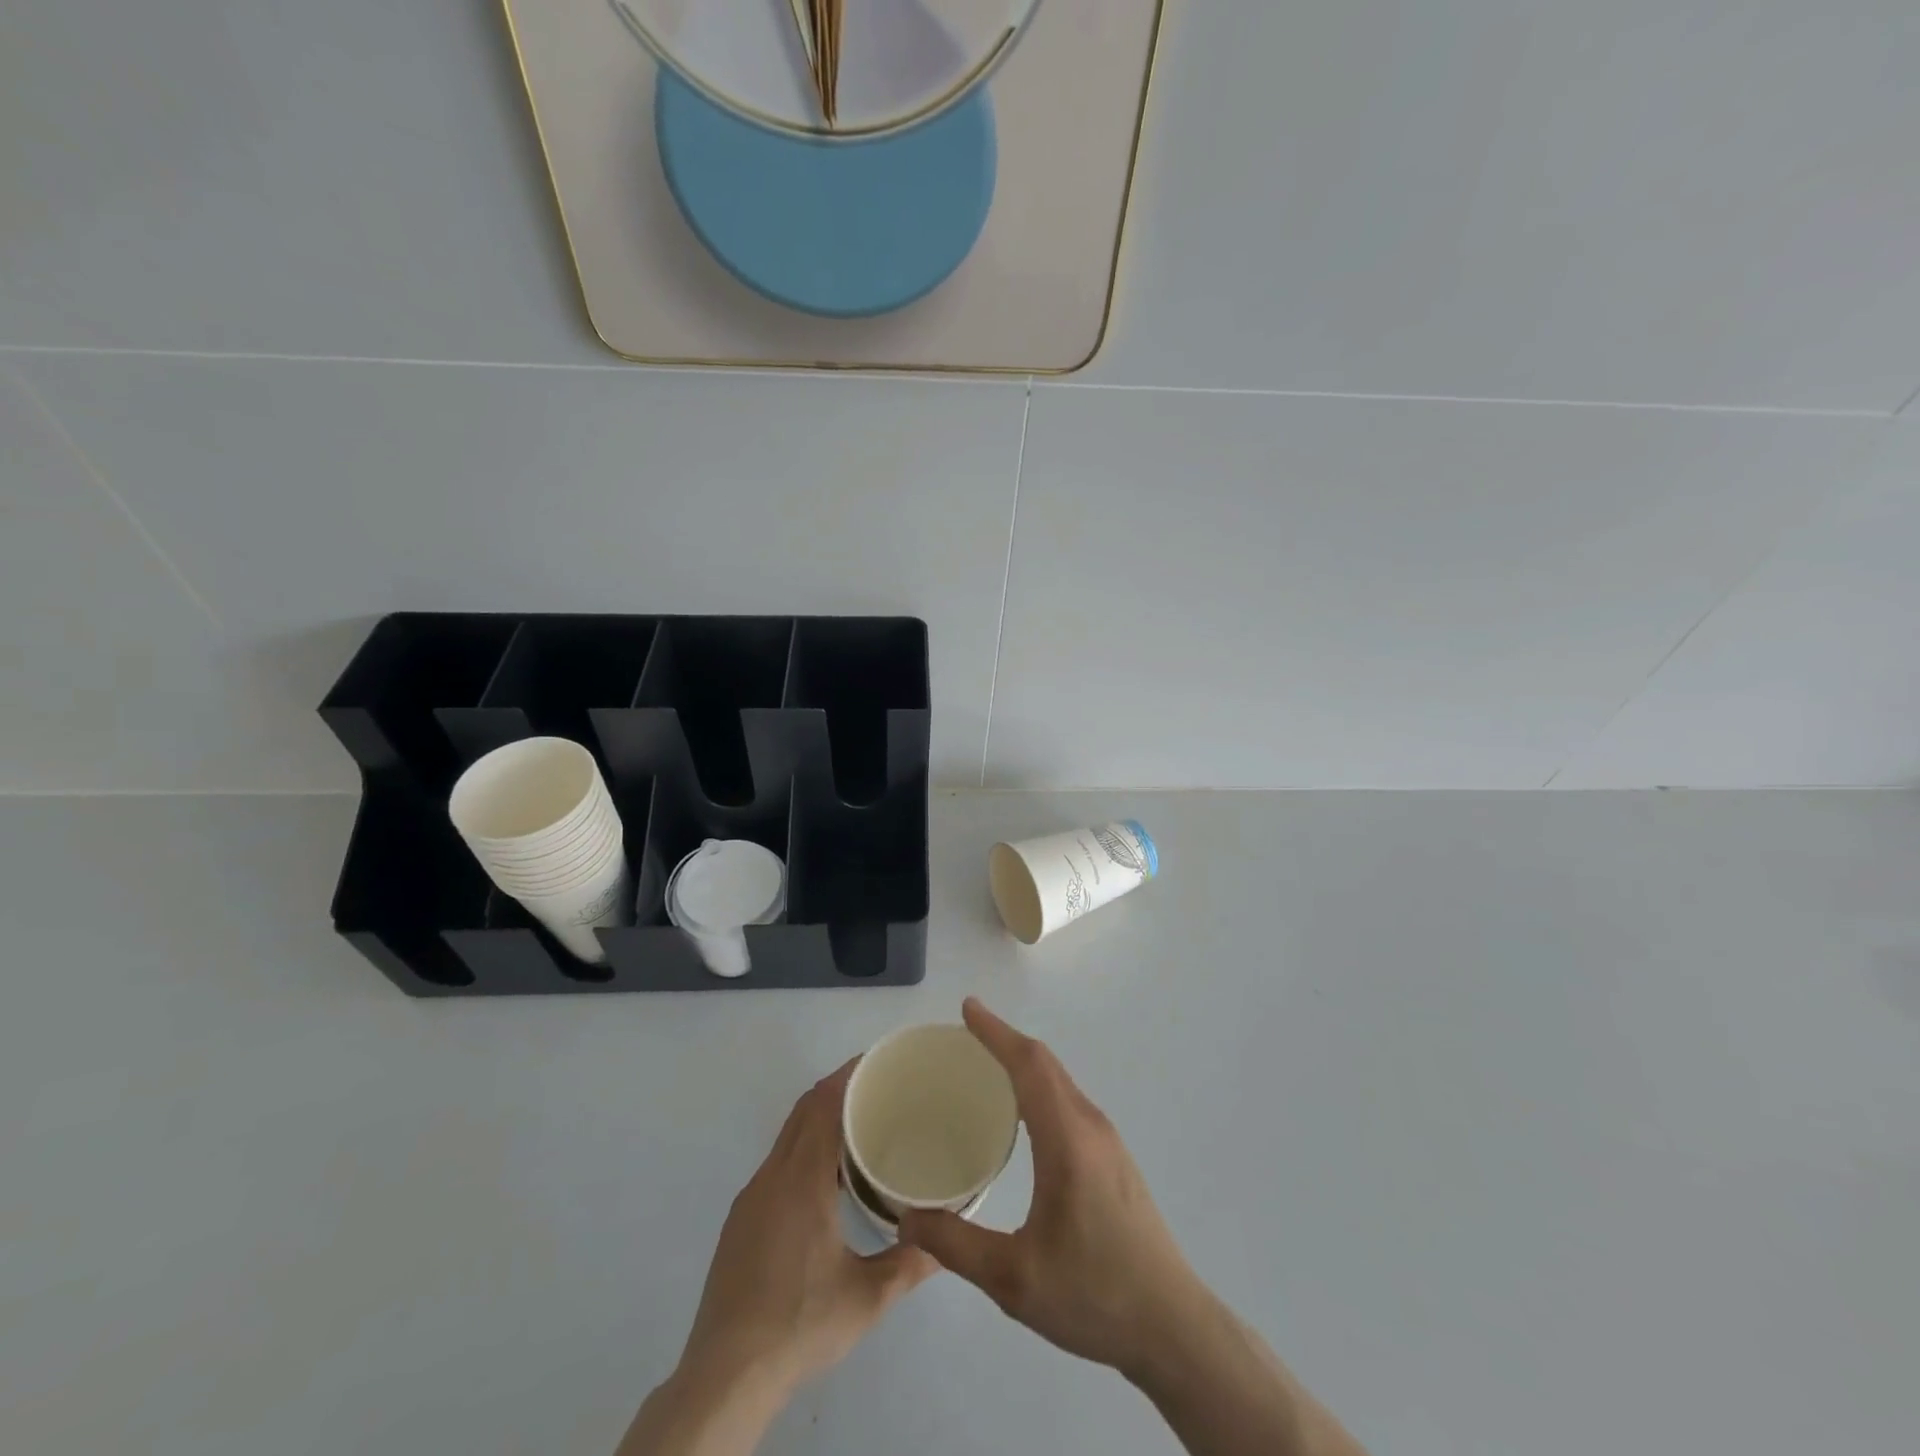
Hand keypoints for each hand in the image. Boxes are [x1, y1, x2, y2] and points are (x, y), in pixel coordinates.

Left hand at [680, 1059, 935, 1394]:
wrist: (725, 1376)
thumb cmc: (800, 1325)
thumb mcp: (866, 1298)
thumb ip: (910, 1263)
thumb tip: (945, 1243)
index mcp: (801, 1182)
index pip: (822, 1106)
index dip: (847, 1077)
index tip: (876, 1063)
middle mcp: (771, 1178)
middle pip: (803, 1112)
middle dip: (836, 1090)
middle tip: (876, 1088)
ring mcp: (750, 1199)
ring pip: (787, 1138)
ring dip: (818, 1120)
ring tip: (857, 1127)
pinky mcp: (740, 1221)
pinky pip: (776, 1164)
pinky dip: (802, 1149)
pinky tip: (824, 1179)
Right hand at [898, 999, 1207, 1380]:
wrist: (1172, 1327)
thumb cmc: (1094, 1295)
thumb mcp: (1014, 1279)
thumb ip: (956, 1245)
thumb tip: (906, 1218)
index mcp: (1067, 1139)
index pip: (1028, 1065)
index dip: (996, 1032)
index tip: (967, 1009)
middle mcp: (1090, 1126)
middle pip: (1045, 1064)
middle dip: (1005, 1040)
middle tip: (966, 1033)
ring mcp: (1107, 1141)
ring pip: (1060, 1081)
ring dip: (1024, 1063)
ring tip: (987, 1066)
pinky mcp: (1114, 1158)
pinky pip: (1069, 1101)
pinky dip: (1039, 1086)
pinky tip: (1022, 1114)